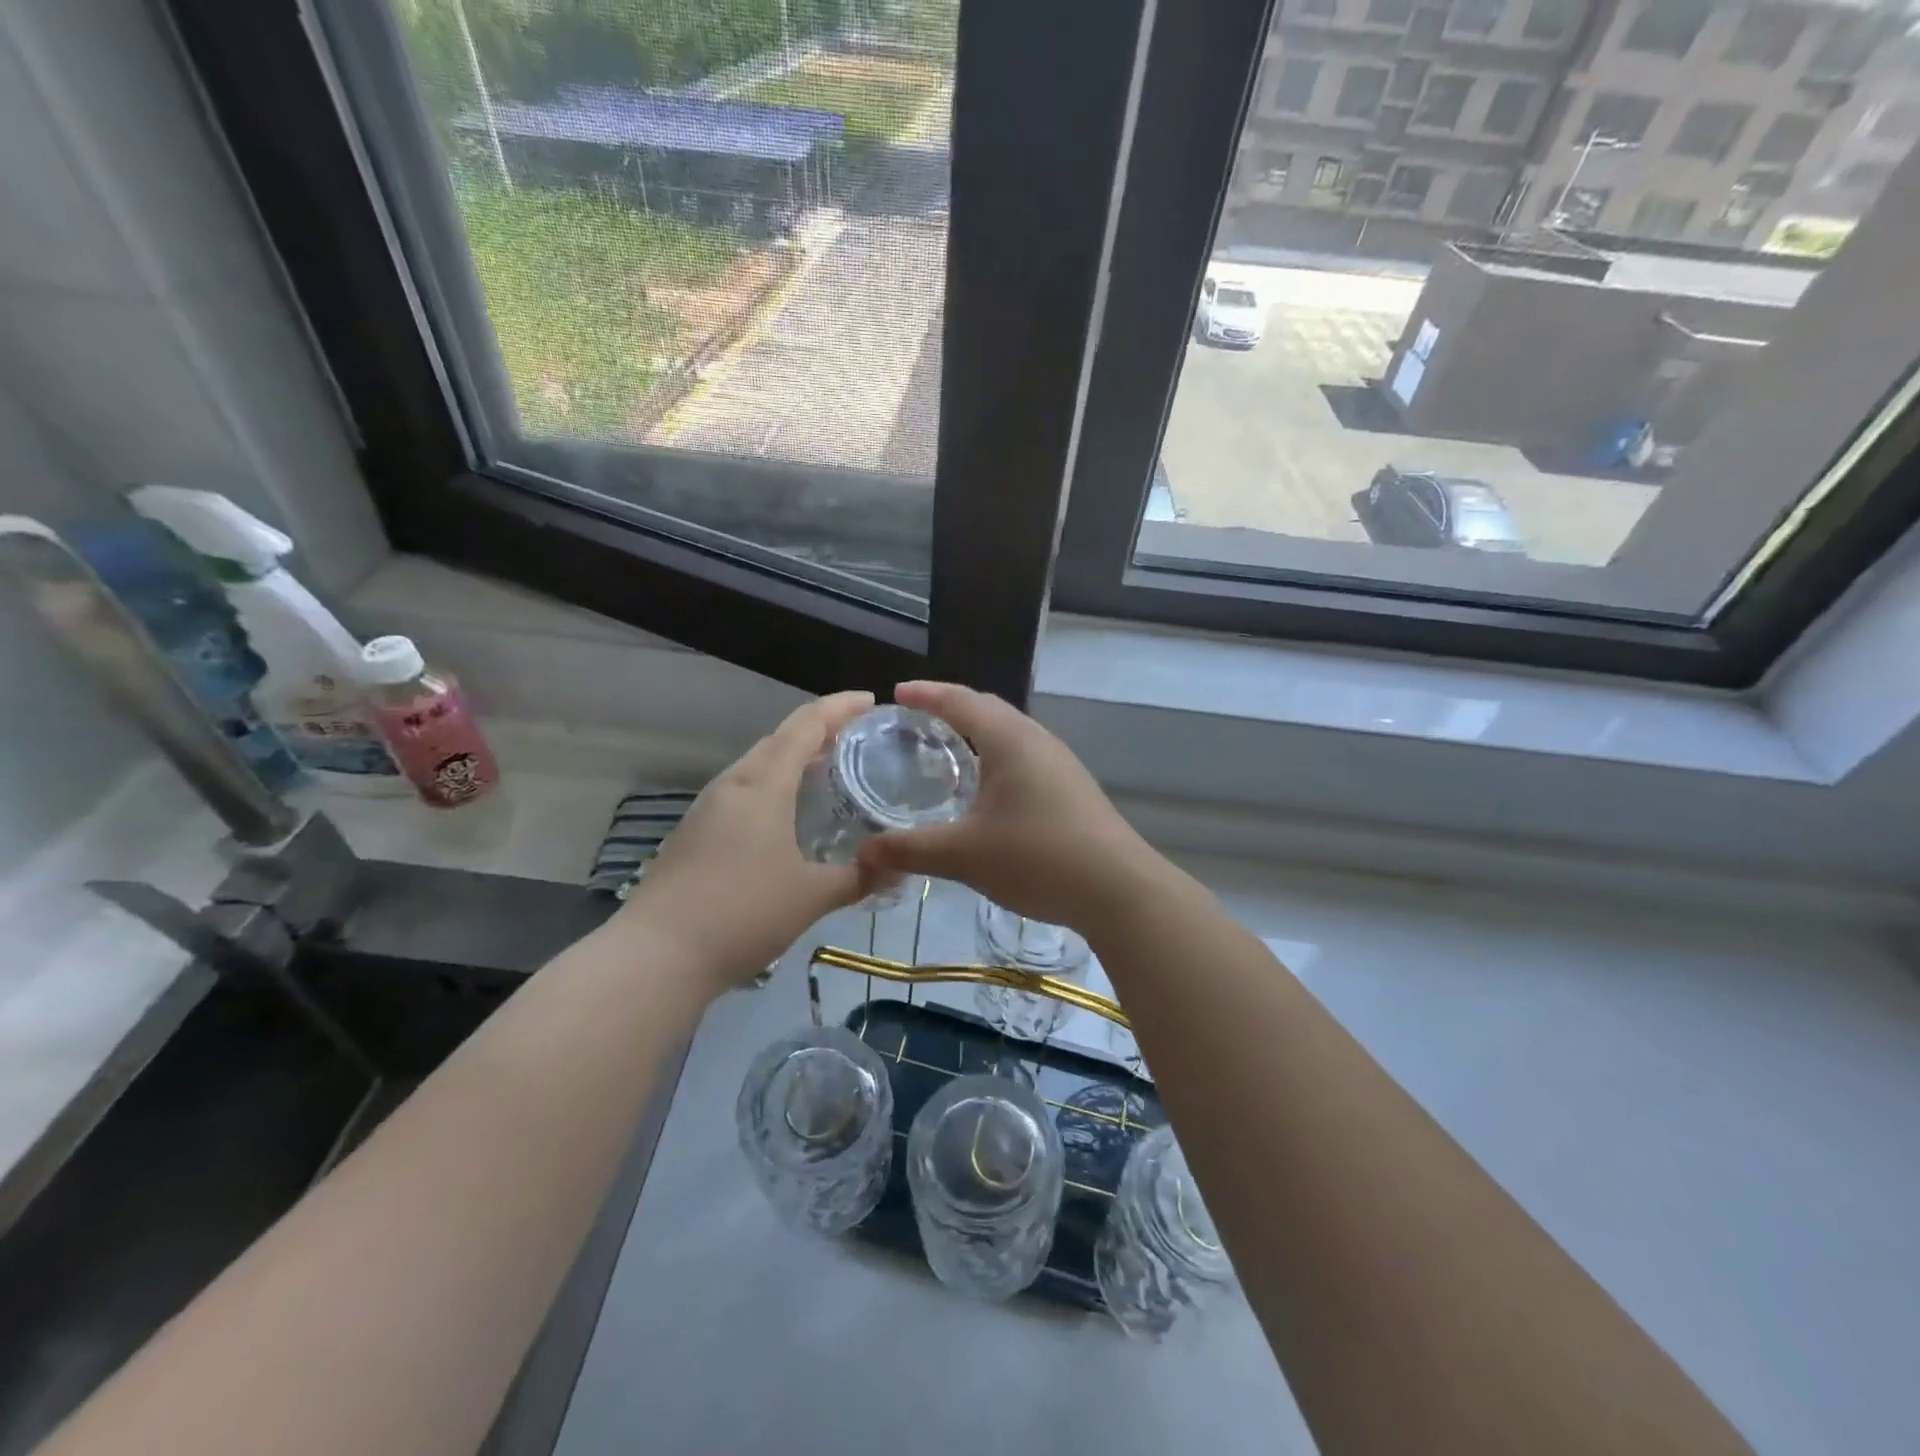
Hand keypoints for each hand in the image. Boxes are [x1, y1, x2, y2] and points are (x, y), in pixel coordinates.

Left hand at [619, 691, 881, 993]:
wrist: (656, 956)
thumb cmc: (742, 914)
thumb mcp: (812, 897)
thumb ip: (860, 877)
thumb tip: (901, 865)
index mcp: (763, 785)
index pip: (805, 725)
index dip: (839, 707)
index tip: (870, 701)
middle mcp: (733, 784)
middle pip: (779, 739)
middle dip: (819, 730)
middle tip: (859, 739)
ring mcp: (708, 808)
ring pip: (758, 765)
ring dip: (794, 758)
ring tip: (829, 772)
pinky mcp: (695, 832)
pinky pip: (744, 791)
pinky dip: (774, 786)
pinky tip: (789, 815)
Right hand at [856, 682, 1163, 933]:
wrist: (1119, 890)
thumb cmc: (1037, 858)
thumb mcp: (964, 854)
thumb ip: (911, 849)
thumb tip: (863, 852)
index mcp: (1010, 739)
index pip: (961, 700)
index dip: (926, 693)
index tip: (896, 693)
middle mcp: (1037, 741)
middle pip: (988, 710)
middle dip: (951, 709)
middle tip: (915, 720)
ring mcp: (1060, 764)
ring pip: (1010, 735)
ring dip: (977, 735)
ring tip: (946, 752)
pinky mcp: (1072, 789)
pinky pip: (1024, 759)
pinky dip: (995, 760)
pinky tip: (986, 793)